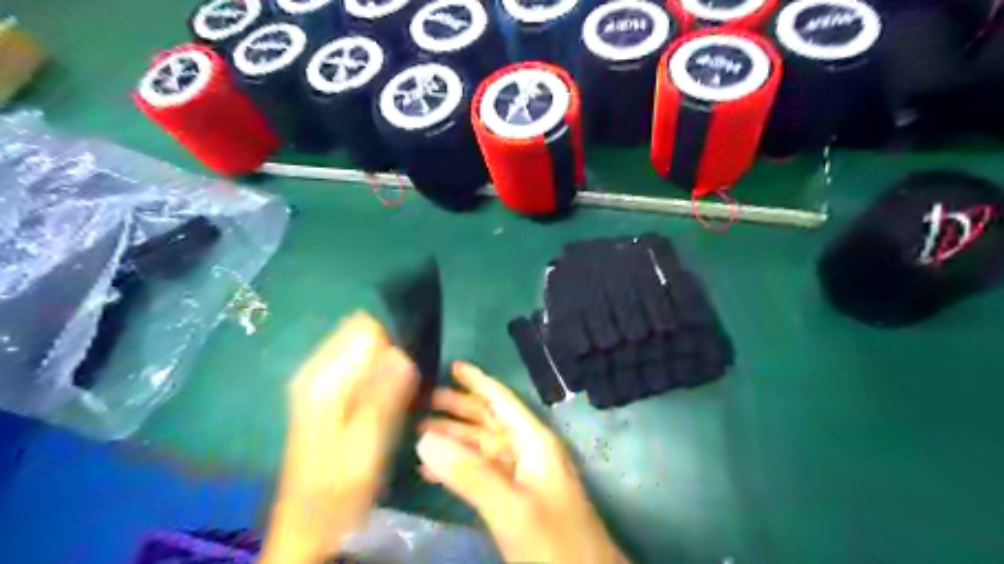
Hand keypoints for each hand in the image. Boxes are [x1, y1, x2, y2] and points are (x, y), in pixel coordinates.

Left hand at [262, 314, 416, 563]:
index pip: (365, 328)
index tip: (403, 377)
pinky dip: (379, 381)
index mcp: (323, 378)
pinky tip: (383, 409)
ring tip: (392, 405)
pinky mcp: (328, 395)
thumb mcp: (368, 442)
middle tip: (399, 395)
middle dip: (389, 357)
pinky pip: (362, 370)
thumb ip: (384, 394)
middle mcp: (317, 371)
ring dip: (386, 371)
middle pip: (365, 337)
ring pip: (366, 353)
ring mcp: (321, 382)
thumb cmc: (340, 486)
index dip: (392, 346)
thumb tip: (403, 353)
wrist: (310, 522)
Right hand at [416, 363, 625, 560]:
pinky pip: (482, 472)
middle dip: (459, 408)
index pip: (502, 401)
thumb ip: (470, 473)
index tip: (452, 365)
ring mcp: (523, 476)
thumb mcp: (511, 508)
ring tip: (419, 431)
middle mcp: (529, 451)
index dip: (478, 382)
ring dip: (455, 437)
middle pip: (490, 420)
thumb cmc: (554, 542)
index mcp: (534, 441)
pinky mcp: (516, 499)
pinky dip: (459, 467)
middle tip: (423, 399)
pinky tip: (432, 470)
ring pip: (483, 446)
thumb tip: (424, 440)